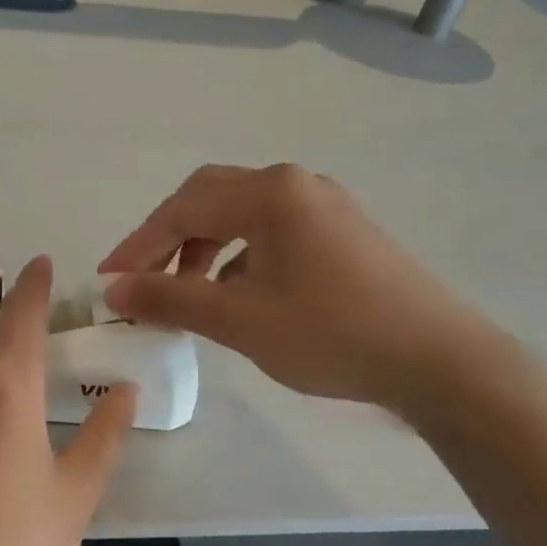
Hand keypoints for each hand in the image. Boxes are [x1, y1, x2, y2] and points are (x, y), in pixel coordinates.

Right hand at [99, 164, 498, 412]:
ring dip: (204, 247)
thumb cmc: (331, 333)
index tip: (107, 280)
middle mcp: (296, 184)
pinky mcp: (343, 232)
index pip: (182, 208)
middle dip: (168, 238)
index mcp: (270, 193)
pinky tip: (238, 294)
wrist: (439, 361)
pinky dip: (240, 256)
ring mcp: (325, 205)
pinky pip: (273, 231)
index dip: (138, 244)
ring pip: (242, 215)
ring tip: (188, 293)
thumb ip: (171, 298)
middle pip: (210, 199)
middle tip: (142, 278)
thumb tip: (114, 289)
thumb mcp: (239, 319)